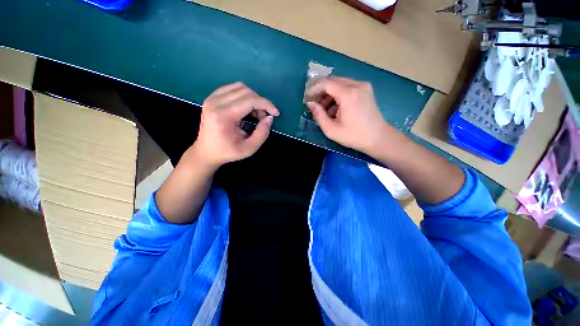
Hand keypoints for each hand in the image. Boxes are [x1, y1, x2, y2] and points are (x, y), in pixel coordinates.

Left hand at [193, 82, 279, 167]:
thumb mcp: (249, 149)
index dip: (266, 104)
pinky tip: (246, 108)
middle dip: (260, 103)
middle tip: (263, 118)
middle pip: (246, 92)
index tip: (275, 113)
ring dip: (253, 99)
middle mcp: (216, 102)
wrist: (206, 152)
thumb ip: (262, 134)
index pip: (250, 100)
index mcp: (223, 116)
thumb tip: (269, 118)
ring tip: (255, 113)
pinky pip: (232, 88)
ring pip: (240, 87)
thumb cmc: (227, 152)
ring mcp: (212, 98)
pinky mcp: (212, 97)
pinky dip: (244, 96)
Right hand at [305, 76, 391, 155]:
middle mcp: (357, 85)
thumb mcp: (332, 130)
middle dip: (320, 91)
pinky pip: (347, 87)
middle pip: (332, 81)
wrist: (378, 138)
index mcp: (348, 95)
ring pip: (339, 83)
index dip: (313, 89)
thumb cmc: (354, 136)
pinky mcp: (366, 90)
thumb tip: (310, 104)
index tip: (306, 98)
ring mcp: (363, 86)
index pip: (326, 83)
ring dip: (328, 94)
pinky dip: (337, 95)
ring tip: (323, 109)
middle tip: (313, 104)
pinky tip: (334, 108)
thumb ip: (319, 115)